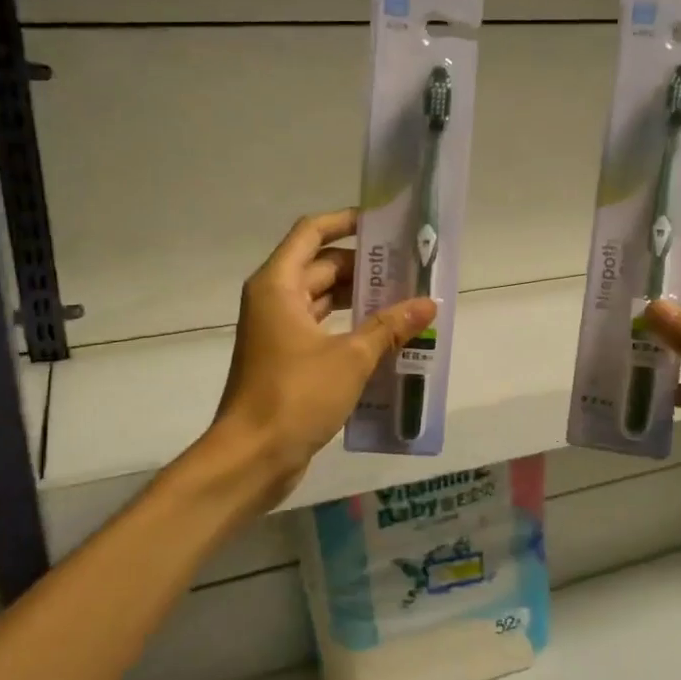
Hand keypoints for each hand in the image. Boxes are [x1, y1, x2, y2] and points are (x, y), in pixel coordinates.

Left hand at [209, 210, 435, 507]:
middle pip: (322, 267)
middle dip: (364, 268)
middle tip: (410, 270)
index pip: (312, 233)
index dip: (346, 222)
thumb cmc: (295, 396)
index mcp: (279, 285)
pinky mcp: (286, 360)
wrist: (251, 457)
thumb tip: (428, 304)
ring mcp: (278, 332)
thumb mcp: (351, 358)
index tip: (384, 225)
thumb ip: (390, 327)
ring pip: (323, 302)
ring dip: (360, 302)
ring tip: (406, 303)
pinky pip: (322, 331)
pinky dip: (350, 331)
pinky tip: (386, 341)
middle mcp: (274, 300)